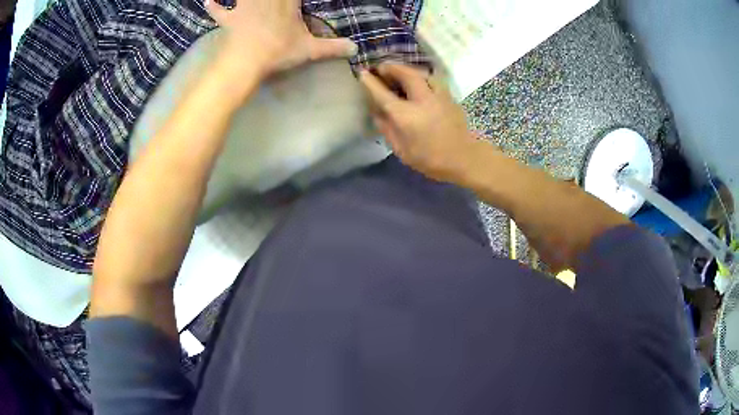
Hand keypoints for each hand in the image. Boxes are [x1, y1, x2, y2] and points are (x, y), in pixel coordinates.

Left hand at [205, 0, 357, 76]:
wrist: (245, 63)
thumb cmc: (277, 52)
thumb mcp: (309, 50)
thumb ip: (332, 47)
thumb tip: (356, 49)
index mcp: (286, 1)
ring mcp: (244, 7)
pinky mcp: (229, 20)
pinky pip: (219, 11)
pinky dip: (213, 6)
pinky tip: (209, 1)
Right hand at [360, 64, 478, 182]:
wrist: (465, 159)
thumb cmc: (431, 159)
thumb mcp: (402, 151)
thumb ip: (387, 129)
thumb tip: (377, 112)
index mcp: (407, 116)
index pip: (383, 93)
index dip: (370, 82)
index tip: (362, 73)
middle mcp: (422, 100)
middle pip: (405, 74)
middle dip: (391, 67)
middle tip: (381, 67)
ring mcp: (439, 95)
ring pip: (422, 73)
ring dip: (407, 69)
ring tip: (399, 72)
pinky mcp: (449, 96)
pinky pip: (432, 79)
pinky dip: (421, 76)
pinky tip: (418, 81)